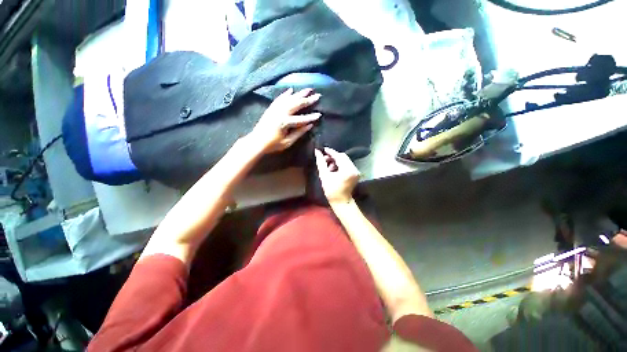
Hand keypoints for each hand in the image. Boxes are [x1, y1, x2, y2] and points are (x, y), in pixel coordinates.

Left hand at [248, 88, 320, 153]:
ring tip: (307, 89)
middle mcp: (281, 112)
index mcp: (285, 122)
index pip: (301, 119)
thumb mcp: (288, 142)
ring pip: (289, 99)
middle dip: (307, 100)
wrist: (257, 141)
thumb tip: (310, 126)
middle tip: (317, 96)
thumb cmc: (273, 144)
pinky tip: (291, 90)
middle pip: (296, 104)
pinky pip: (280, 98)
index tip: (320, 115)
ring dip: (299, 94)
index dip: (311, 117)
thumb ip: (299, 133)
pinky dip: (286, 94)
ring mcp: (275, 109)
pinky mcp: (271, 108)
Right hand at [314, 147, 360, 204]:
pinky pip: (347, 164)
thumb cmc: (331, 190)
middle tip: (324, 160)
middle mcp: (354, 169)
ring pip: (345, 160)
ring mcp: (356, 171)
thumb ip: (321, 162)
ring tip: (328, 168)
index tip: (323, 149)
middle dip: (333, 157)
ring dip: (336, 161)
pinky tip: (334, 170)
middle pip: (343, 157)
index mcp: (347, 170)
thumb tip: (317, 151)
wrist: (341, 201)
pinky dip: (340, 165)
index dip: (330, 152)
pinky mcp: (356, 173)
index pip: (339, 156)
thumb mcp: (324, 176)